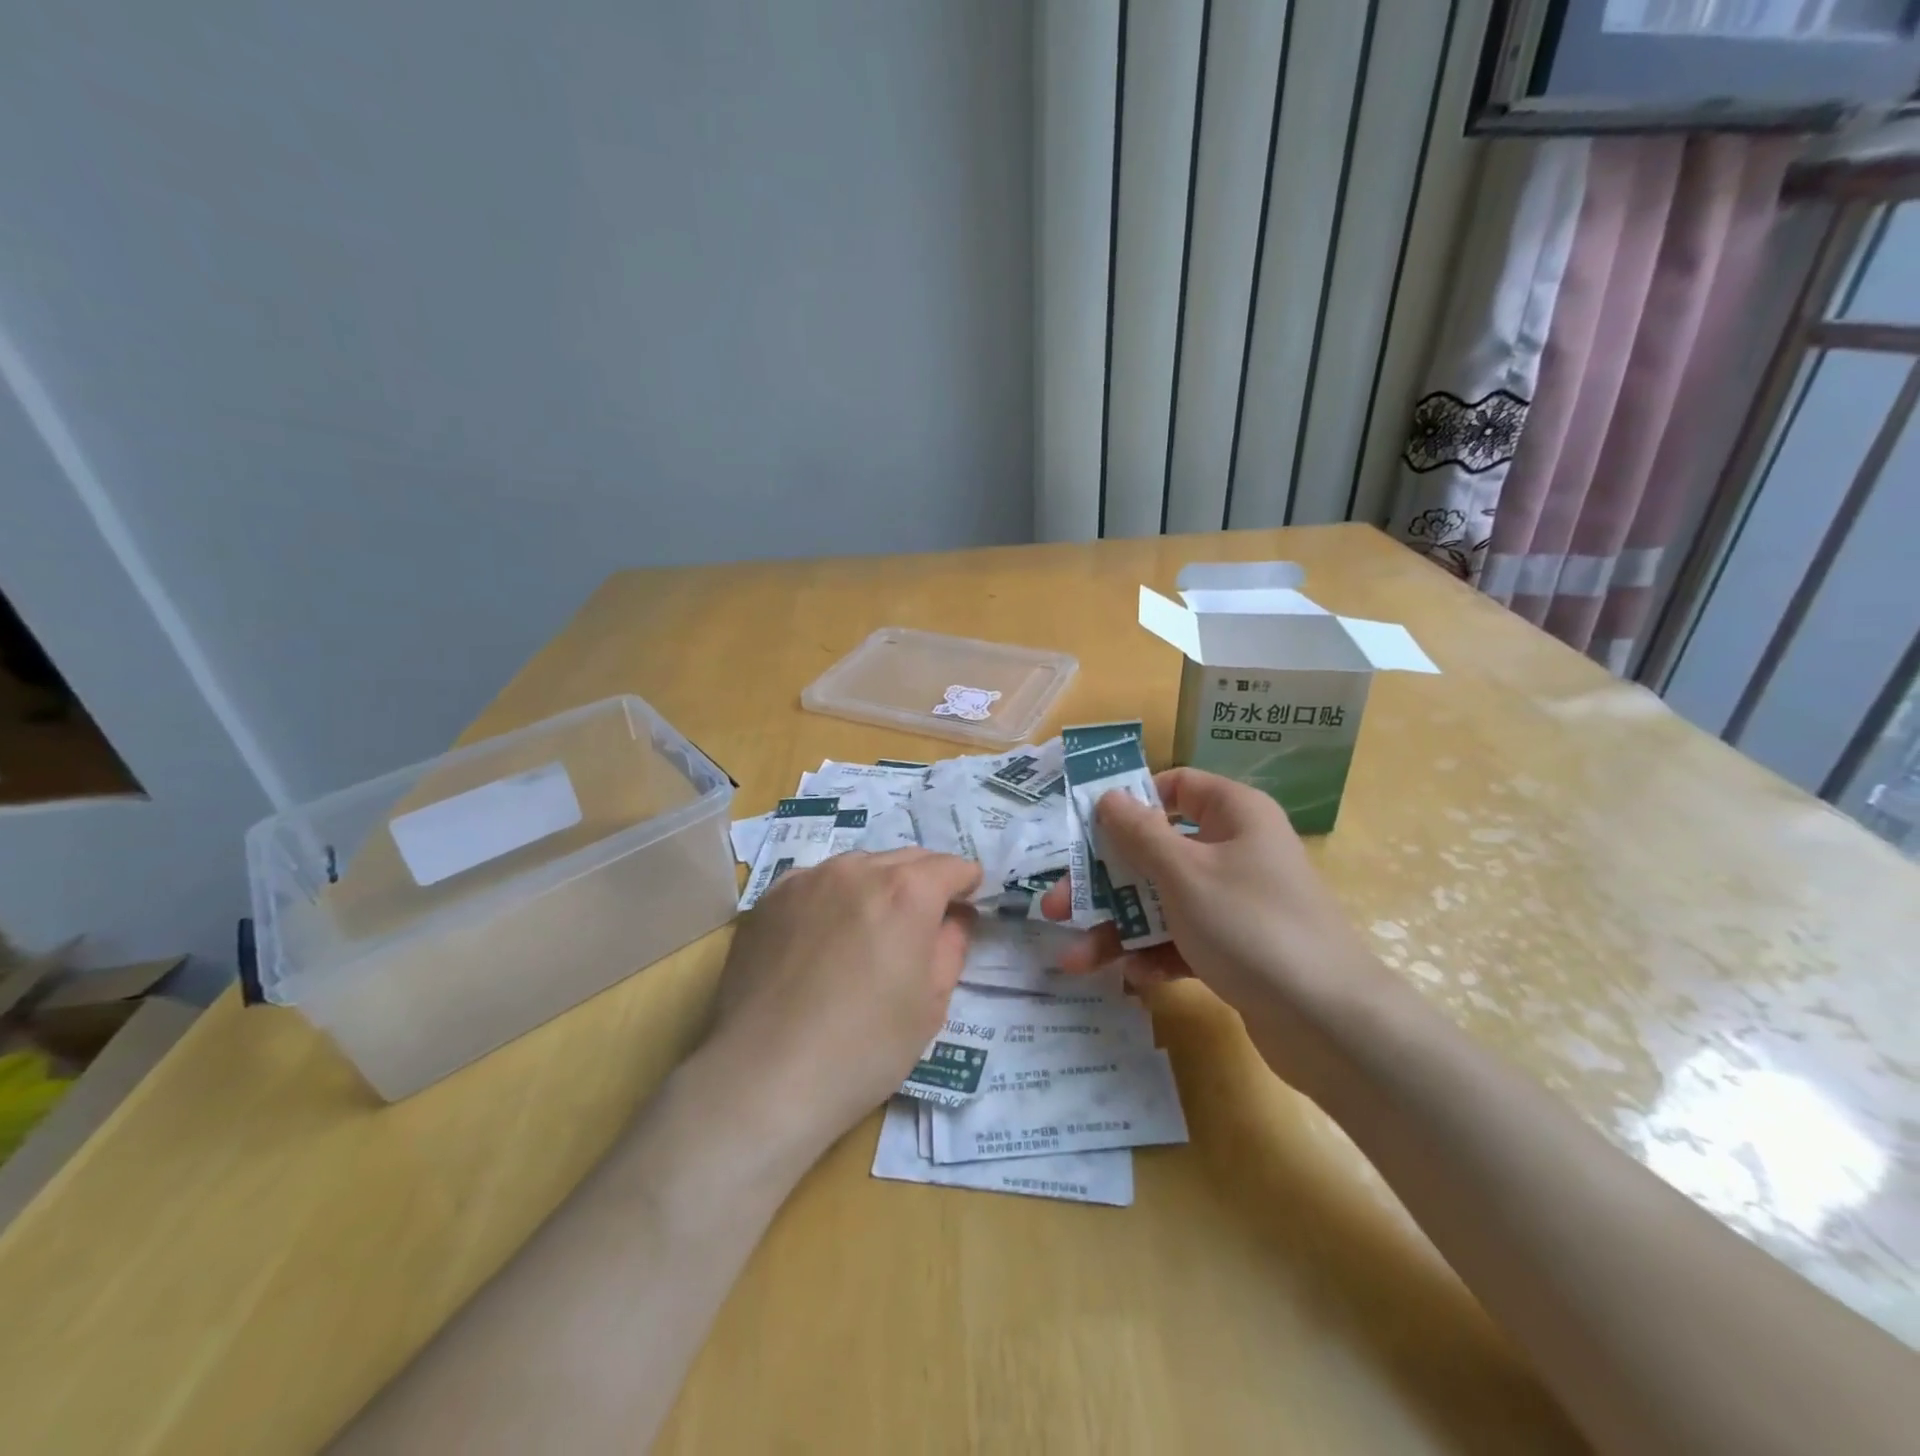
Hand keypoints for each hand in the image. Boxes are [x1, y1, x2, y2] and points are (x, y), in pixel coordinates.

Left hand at [704, 848, 981, 1155]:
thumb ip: (951, 947)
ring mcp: (807, 879)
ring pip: (859, 867)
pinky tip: (824, 937)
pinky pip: (816, 883)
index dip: (967, 884)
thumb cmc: (864, 1048)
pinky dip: (833, 897)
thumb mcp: (931, 1005)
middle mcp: (858, 870)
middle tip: (925, 921)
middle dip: (925, 881)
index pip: (951, 866)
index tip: (968, 905)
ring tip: (871, 929)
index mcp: (907, 892)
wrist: (763, 1076)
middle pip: (906, 858)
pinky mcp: (769, 898)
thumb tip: (955, 917)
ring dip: (877, 886)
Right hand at [1041, 768, 1392, 1095]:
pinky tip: (1132, 976)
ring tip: (1075, 958)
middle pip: (1157, 852)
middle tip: (1056, 906)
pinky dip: (1155, 953)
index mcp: (1234, 815)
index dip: (1132, 801)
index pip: (1177, 787)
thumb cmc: (1250, 925)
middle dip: (1104, 881)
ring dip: (1120, 926)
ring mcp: (1236, 902)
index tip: (1087, 827)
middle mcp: (1236, 851)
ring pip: (1164, 901)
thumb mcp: (1183, 873)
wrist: (1330, 1023)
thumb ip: (1139, 833)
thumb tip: (1108, 796)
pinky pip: (1184, 939)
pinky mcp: (1236, 948)